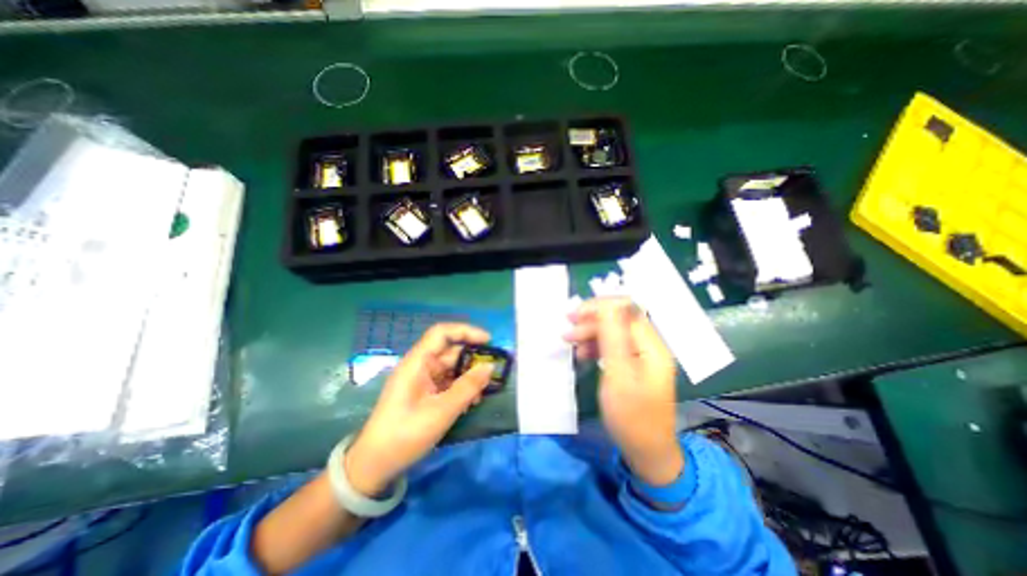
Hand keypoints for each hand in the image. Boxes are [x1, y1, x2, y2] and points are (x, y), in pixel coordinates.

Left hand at [343, 322, 495, 497]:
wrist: (375, 465)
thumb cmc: (405, 435)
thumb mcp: (442, 411)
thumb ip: (468, 387)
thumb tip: (490, 367)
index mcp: (417, 363)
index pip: (442, 333)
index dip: (466, 331)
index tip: (488, 340)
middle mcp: (420, 366)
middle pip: (450, 352)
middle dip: (472, 361)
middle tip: (492, 374)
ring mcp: (422, 380)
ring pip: (452, 368)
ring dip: (468, 378)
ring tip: (481, 395)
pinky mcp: (424, 393)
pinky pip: (448, 382)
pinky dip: (461, 389)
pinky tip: (470, 403)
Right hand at [564, 298, 683, 485]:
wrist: (647, 452)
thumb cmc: (631, 416)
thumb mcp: (618, 375)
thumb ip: (613, 337)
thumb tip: (606, 306)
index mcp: (652, 345)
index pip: (626, 309)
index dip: (600, 307)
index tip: (575, 316)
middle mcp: (650, 345)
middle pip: (619, 319)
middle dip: (592, 321)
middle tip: (567, 332)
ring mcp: (643, 355)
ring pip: (614, 331)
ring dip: (591, 333)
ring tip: (571, 344)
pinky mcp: (635, 365)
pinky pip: (614, 346)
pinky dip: (596, 346)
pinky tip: (583, 354)